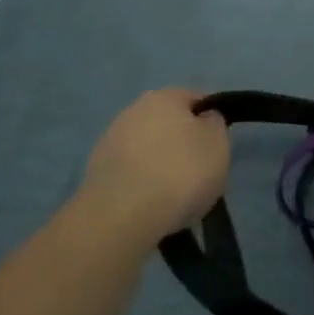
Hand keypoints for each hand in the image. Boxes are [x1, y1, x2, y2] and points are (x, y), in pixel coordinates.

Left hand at [75, 89, 229, 246]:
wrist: (122, 217)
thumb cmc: (181, 173)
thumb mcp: (218, 144)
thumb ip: (214, 124)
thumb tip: (204, 119)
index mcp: (164, 97)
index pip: (195, 100)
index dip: (210, 121)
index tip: (216, 147)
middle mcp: (133, 110)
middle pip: (168, 124)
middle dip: (182, 143)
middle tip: (197, 171)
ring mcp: (110, 141)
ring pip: (147, 148)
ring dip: (160, 163)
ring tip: (173, 194)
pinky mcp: (95, 172)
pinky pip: (131, 171)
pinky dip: (141, 182)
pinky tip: (150, 204)